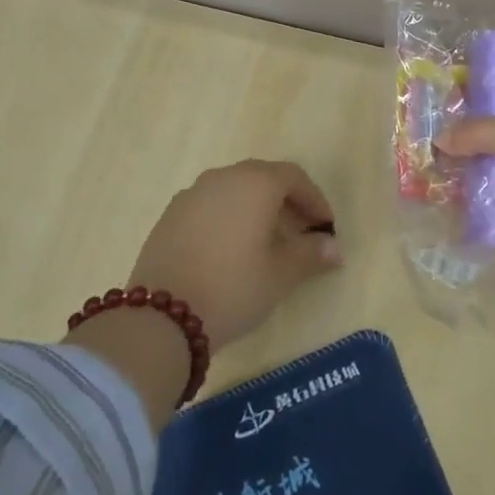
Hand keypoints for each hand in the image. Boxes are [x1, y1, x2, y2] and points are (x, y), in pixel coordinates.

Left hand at [127, 160, 341, 351]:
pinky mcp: (169, 216)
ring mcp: (191, 195)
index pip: (294, 177)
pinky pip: (210, 206)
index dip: (315, 200)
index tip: (326, 228)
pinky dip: (229, 219)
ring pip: (235, 192)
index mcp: (255, 183)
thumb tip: (334, 248)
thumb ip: (311, 254)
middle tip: (301, 234)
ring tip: (267, 245)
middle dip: (287, 203)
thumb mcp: (280, 274)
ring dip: (257, 210)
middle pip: (263, 179)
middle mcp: (222, 178)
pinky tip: (231, 251)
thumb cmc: (233, 287)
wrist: (160, 317)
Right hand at [438, 100, 494, 368]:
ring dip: (466, 182)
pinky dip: (476, 214)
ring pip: (494, 180)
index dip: (479, 103)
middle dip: (464, 147)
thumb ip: (480, 133)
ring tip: (425, 180)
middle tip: (423, 148)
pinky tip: (444, 212)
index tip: (442, 107)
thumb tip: (440, 140)